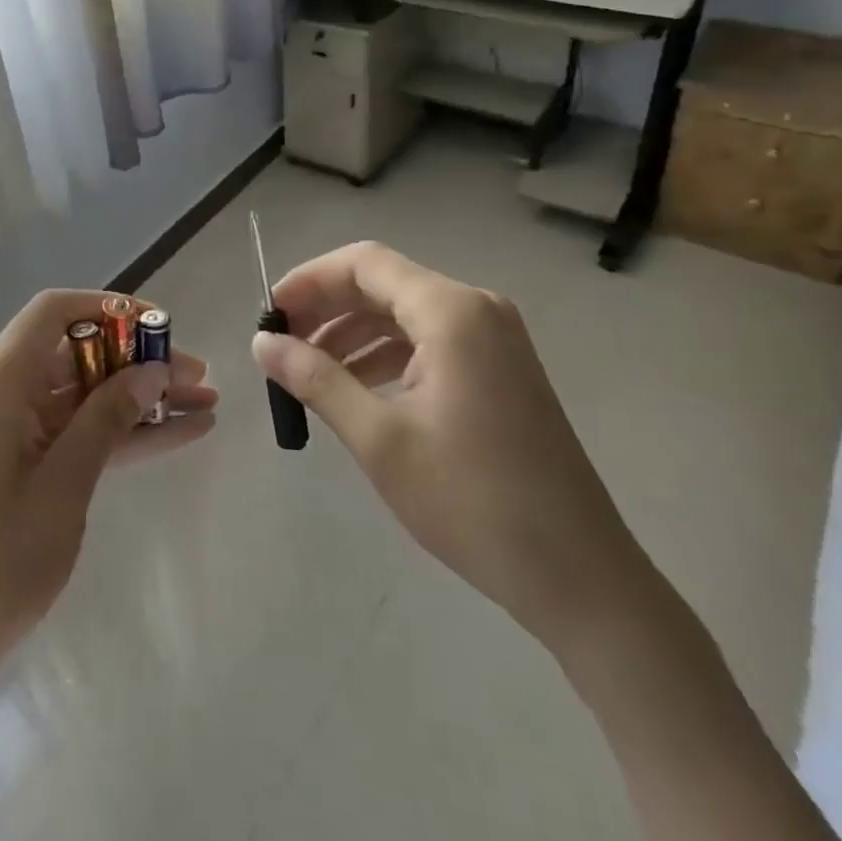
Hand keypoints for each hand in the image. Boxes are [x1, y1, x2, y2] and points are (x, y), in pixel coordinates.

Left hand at [0, 289, 216, 678]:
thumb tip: (153, 370)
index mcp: (0, 379)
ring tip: (205, 404)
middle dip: (139, 361)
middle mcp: (5, 390)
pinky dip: (123, 432)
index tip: (161, 327)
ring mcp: (15, 427)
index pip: (55, 312)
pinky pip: (80, 430)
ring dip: (140, 399)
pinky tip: (179, 434)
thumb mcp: (64, 481)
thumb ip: (108, 418)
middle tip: (198, 376)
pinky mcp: (25, 461)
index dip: (111, 308)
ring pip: (87, 393)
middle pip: (80, 352)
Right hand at [253, 242, 648, 650]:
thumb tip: (261, 343)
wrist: (580, 576)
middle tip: (280, 344)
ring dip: (352, 334)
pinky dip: (385, 356)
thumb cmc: (472, 501)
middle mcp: (475, 309)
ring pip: (403, 314)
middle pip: (383, 284)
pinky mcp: (499, 370)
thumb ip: (315, 378)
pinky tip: (353, 388)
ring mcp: (493, 340)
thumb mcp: (378, 438)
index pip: (363, 264)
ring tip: (306, 371)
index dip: (308, 280)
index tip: (268, 314)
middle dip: (326, 308)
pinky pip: (428, 342)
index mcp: (451, 312)